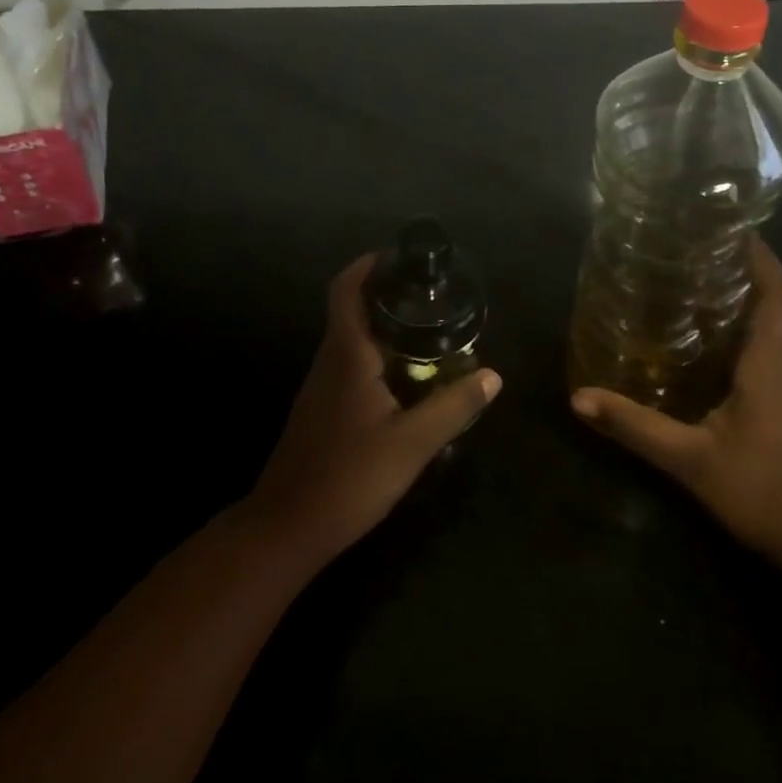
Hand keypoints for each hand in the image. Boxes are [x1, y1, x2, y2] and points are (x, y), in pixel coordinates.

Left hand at [247, 255, 501, 563]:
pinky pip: (350, 366)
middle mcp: (329, 360)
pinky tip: (406, 378)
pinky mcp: (322, 410)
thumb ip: (453, 406)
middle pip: (351, 310)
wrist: (288, 526)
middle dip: (385, 295)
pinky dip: (377, 356)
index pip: (345, 290)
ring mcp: (321, 386)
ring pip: (351, 340)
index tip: (398, 256)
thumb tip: (493, 375)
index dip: (366, 265)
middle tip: (429, 295)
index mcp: (346, 355)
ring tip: (427, 331)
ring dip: (383, 328)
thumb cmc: (349, 477)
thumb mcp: (412, 444)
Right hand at [571, 237, 781, 571]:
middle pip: (776, 305)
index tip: (733, 227)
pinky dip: (746, 338)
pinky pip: (772, 357)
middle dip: (745, 273)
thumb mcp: (693, 461)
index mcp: (774, 364)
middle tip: (697, 254)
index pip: (776, 294)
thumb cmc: (769, 494)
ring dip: (745, 305)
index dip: (760, 257)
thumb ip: (637, 427)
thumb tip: (579, 398)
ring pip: (775, 332)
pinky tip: (711, 350)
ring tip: (696, 289)